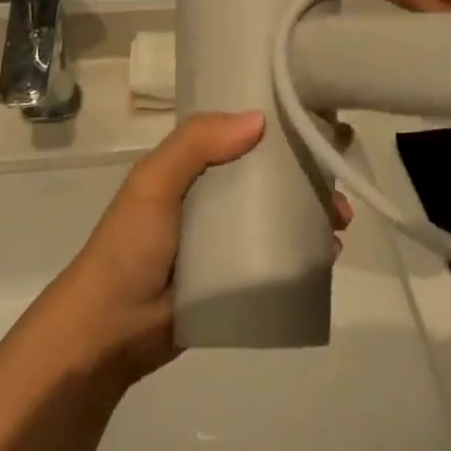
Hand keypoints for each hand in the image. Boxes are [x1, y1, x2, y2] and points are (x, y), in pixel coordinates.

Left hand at [43, 112, 352, 385]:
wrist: (109, 331)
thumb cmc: (129, 248)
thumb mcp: (153, 183)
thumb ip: (195, 144)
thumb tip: (260, 119)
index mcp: (191, 169)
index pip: (241, 137)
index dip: (279, 130)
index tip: (319, 127)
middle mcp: (212, 199)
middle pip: (270, 179)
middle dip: (308, 178)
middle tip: (338, 190)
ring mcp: (225, 241)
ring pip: (279, 218)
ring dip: (313, 215)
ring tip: (341, 224)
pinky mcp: (235, 279)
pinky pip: (276, 258)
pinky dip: (304, 253)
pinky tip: (328, 255)